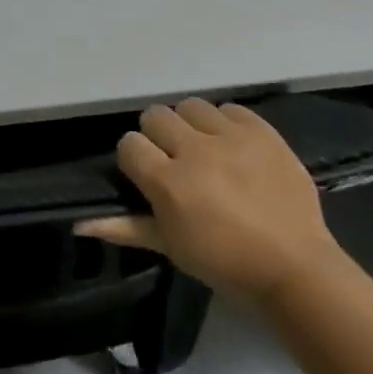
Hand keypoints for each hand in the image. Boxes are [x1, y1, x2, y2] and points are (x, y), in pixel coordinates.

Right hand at [75, 99, 341, 299]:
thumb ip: (123, 227)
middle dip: (160, 136)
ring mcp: (231, 137)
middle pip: (156, 116)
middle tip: (175, 159)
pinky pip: (230, 108)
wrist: (294, 267)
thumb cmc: (224, 263)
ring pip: (191, 107)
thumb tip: (77, 224)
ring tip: (205, 148)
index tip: (148, 174)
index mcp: (168, 182)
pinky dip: (226, 123)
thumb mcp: (170, 246)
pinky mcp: (262, 131)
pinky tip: (232, 146)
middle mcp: (195, 151)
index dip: (135, 158)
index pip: (129, 144)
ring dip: (191, 126)